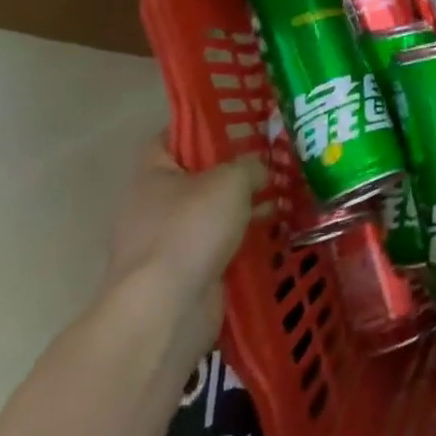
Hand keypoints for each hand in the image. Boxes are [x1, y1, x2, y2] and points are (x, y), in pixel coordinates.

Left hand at [104, 135, 266, 362]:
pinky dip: (242, 240)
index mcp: (152, 173)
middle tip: (272, 159)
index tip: (240, 124)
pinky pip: (218, 246)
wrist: (165, 310)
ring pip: (211, 213)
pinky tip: (275, 231)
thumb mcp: (230, 181)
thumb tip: (260, 170)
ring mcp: (166, 242)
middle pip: (197, 176)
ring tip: (284, 194)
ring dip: (242, 208)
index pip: (173, 136)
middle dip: (233, 170)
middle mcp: (152, 205)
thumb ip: (250, 166)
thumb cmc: (190, 230)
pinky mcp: (183, 274)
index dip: (203, 126)